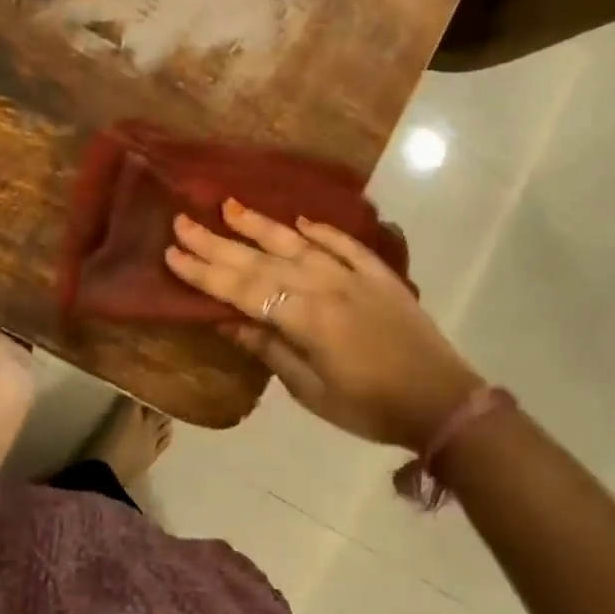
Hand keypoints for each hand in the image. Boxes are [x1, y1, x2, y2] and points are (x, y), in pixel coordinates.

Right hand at [165, 199, 482, 448]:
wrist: (442, 400)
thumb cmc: (369, 407)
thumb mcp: (312, 391)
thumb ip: (270, 351)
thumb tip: (228, 322)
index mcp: (306, 318)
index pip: (243, 289)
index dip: (205, 273)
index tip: (172, 253)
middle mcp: (326, 285)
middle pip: (263, 260)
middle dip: (218, 242)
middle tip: (183, 222)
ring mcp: (355, 275)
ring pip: (299, 243)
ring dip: (261, 225)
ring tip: (229, 206)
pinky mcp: (379, 275)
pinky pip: (343, 244)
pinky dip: (320, 230)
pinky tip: (299, 221)